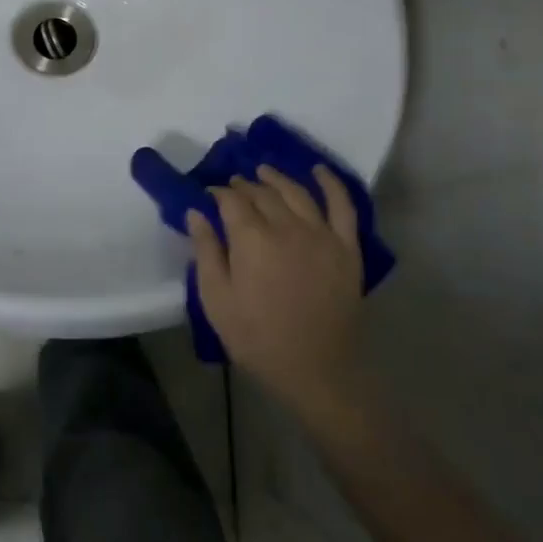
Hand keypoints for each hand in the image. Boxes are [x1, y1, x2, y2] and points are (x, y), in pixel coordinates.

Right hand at [187, 166, 367, 427]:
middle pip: (262, 193)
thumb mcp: (216, 299)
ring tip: (263, 172)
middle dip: (243, 186)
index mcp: (252, 239)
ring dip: (276, 178)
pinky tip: (317, 171)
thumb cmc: (256, 338)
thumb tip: (196, 212)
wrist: (316, 370)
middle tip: (231, 187)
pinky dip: (330, 183)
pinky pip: (342, 205)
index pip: (231, 201)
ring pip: (296, 192)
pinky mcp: (346, 247)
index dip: (217, 194)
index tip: (207, 196)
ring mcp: (322, 234)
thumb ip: (205, 251)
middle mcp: (288, 226)